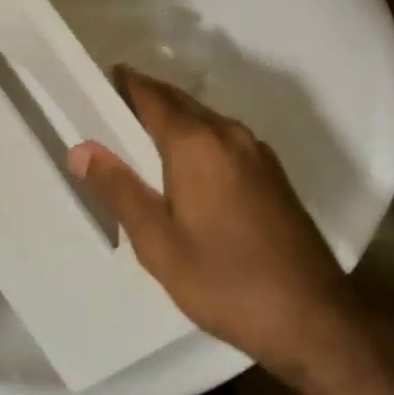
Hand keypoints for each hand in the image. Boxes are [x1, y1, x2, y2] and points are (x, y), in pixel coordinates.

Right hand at [67, 67, 356, 376]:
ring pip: (206, 120)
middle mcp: (229, 134)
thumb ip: (120, 190)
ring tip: (141, 137)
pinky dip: (198, 138)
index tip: (101, 79)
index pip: (153, 96)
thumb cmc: (224, 281)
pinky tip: (187, 167)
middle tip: (112, 108)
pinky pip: (225, 139)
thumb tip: (82, 148)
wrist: (311, 315)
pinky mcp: (272, 173)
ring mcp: (257, 152)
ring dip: (174, 118)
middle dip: (147, 98)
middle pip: (181, 102)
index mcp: (197, 143)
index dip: (126, 84)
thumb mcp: (159, 243)